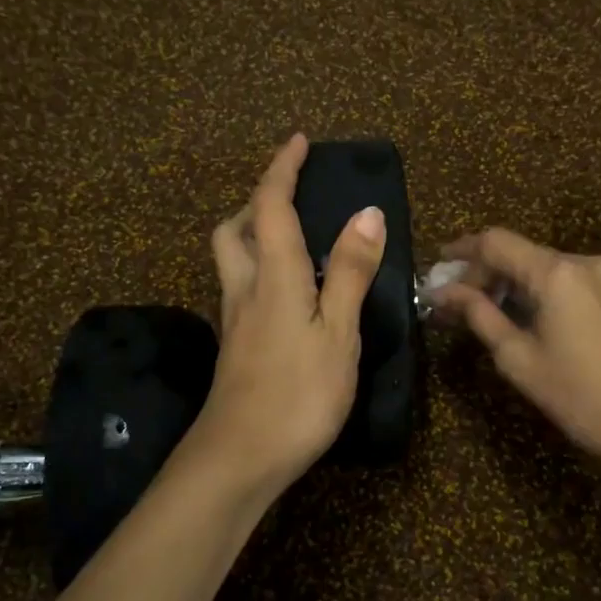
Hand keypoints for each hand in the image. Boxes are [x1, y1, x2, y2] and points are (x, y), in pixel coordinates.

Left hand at [193, 134, 386, 497]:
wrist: (240, 459)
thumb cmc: (297, 393)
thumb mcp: (337, 332)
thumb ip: (349, 272)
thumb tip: (366, 213)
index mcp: (273, 275)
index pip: (270, 206)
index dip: (281, 169)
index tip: (298, 141)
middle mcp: (245, 289)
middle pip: (234, 230)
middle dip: (257, 202)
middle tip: (291, 197)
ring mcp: (235, 321)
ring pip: (233, 261)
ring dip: (255, 235)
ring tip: (293, 239)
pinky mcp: (236, 348)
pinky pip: (243, 289)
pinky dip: (261, 271)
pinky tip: (289, 294)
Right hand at [435, 228, 600, 477]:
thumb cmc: (576, 395)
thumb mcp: (516, 357)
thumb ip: (477, 315)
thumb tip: (442, 292)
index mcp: (555, 273)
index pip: (495, 242)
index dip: (461, 252)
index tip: (436, 270)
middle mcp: (582, 261)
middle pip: (518, 251)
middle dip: (482, 272)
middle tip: (453, 302)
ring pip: (541, 265)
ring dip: (508, 282)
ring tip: (481, 310)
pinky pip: (563, 278)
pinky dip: (535, 289)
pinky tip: (520, 314)